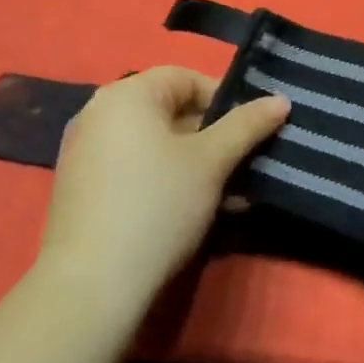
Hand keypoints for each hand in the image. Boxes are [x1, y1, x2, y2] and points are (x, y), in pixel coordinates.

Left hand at [36, 68, 288, 321]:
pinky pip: (135, 170)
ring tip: (233, 195)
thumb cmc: (158, 205)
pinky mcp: (82, 190)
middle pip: (170, 112)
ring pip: (156, 146)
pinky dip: (168, 181)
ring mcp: (85, 153)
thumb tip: (280, 99)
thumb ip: (247, 125)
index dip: (225, 98)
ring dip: (197, 164)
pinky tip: (199, 212)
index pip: (185, 77)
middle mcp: (98, 114)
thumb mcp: (211, 162)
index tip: (252, 128)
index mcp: (126, 95)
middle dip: (214, 137)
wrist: (91, 285)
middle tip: (246, 163)